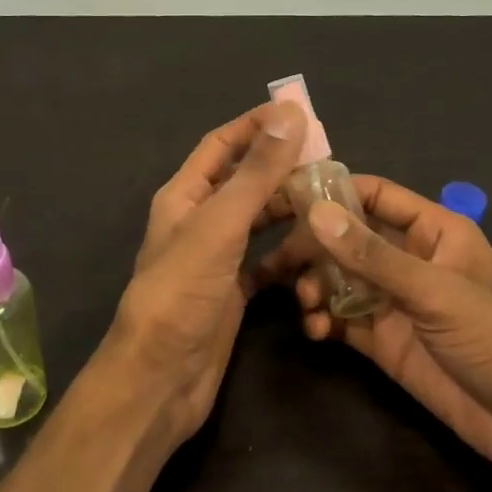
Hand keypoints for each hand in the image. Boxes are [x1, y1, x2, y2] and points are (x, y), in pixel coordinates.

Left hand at [102, 100, 307, 439]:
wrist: (161, 379)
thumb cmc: (183, 293)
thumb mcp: (220, 225)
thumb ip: (256, 172)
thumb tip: (289, 113)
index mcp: (184, 196)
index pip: (221, 144)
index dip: (256, 125)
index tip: (299, 112)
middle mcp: (199, 221)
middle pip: (244, 181)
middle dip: (281, 168)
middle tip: (329, 161)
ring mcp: (216, 259)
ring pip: (258, 222)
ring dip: (288, 210)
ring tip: (330, 202)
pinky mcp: (232, 293)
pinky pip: (266, 263)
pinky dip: (289, 255)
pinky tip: (319, 252)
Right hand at [262, 176, 491, 491]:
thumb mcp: (436, 292)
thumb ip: (373, 256)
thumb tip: (315, 213)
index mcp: (433, 230)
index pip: (374, 195)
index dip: (332, 193)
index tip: (284, 199)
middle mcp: (409, 258)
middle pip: (348, 237)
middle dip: (312, 246)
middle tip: (276, 262)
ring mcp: (395, 300)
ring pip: (339, 278)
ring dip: (314, 285)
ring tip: (304, 302)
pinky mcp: (384, 340)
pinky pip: (342, 318)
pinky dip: (323, 320)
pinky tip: (316, 331)